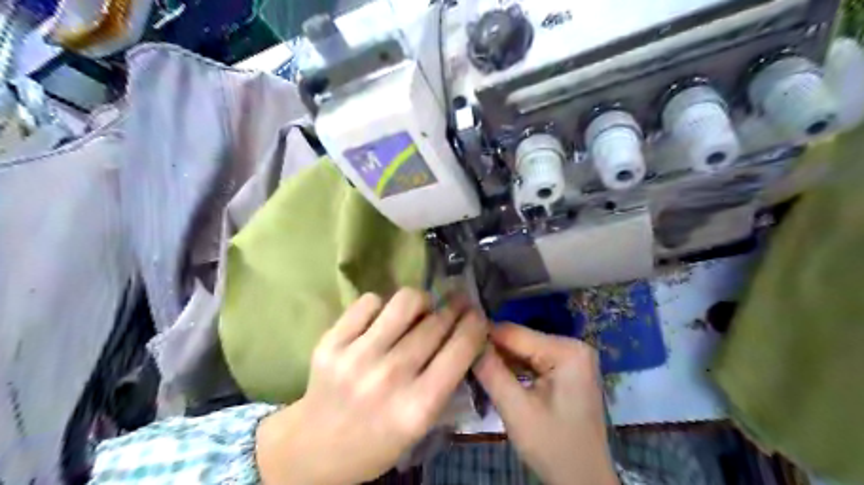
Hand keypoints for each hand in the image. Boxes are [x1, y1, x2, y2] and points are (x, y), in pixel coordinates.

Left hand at [255, 289, 485, 482]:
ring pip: (406, 301)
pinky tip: (383, 320)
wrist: (315, 447)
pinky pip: (370, 301)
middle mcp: (389, 377)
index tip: (477, 316)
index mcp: (418, 406)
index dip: (475, 325)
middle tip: (455, 307)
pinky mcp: (331, 342)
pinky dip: (383, 306)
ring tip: (420, 311)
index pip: (461, 349)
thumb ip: (446, 381)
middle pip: (436, 322)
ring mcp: (357, 356)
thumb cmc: (377, 440)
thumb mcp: (422, 425)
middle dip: (454, 310)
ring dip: (422, 301)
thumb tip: (464, 333)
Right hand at [472, 324, 613, 484]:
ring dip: (499, 361)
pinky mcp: (566, 372)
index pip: (514, 332)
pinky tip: (492, 375)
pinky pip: (532, 363)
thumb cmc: (553, 447)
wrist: (584, 482)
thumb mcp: (517, 409)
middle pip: (519, 341)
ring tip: (471, 367)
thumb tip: (467, 340)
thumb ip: (491, 372)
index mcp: (567, 350)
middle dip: (491, 351)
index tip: (456, 343)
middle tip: (461, 359)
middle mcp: (572, 346)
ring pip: (523, 352)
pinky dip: (512, 370)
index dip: (482, 337)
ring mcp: (571, 359)